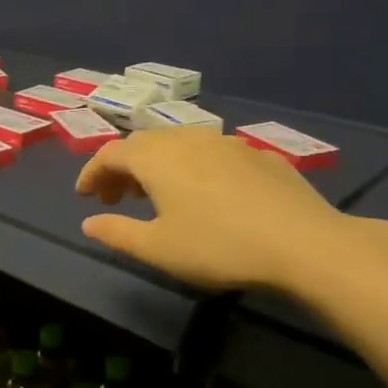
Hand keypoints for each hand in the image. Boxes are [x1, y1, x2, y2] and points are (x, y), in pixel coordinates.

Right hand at [76, 131, 353, 293]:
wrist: (304, 244)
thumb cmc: (218, 246)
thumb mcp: (158, 248)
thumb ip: (117, 233)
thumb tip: (89, 223)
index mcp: (157, 157)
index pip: (110, 154)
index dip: (91, 173)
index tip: (83, 196)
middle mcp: (188, 138)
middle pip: (144, 144)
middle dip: (123, 168)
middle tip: (116, 198)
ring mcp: (228, 143)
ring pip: (180, 144)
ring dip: (158, 165)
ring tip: (158, 194)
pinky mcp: (260, 155)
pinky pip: (212, 153)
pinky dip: (194, 167)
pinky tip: (207, 194)